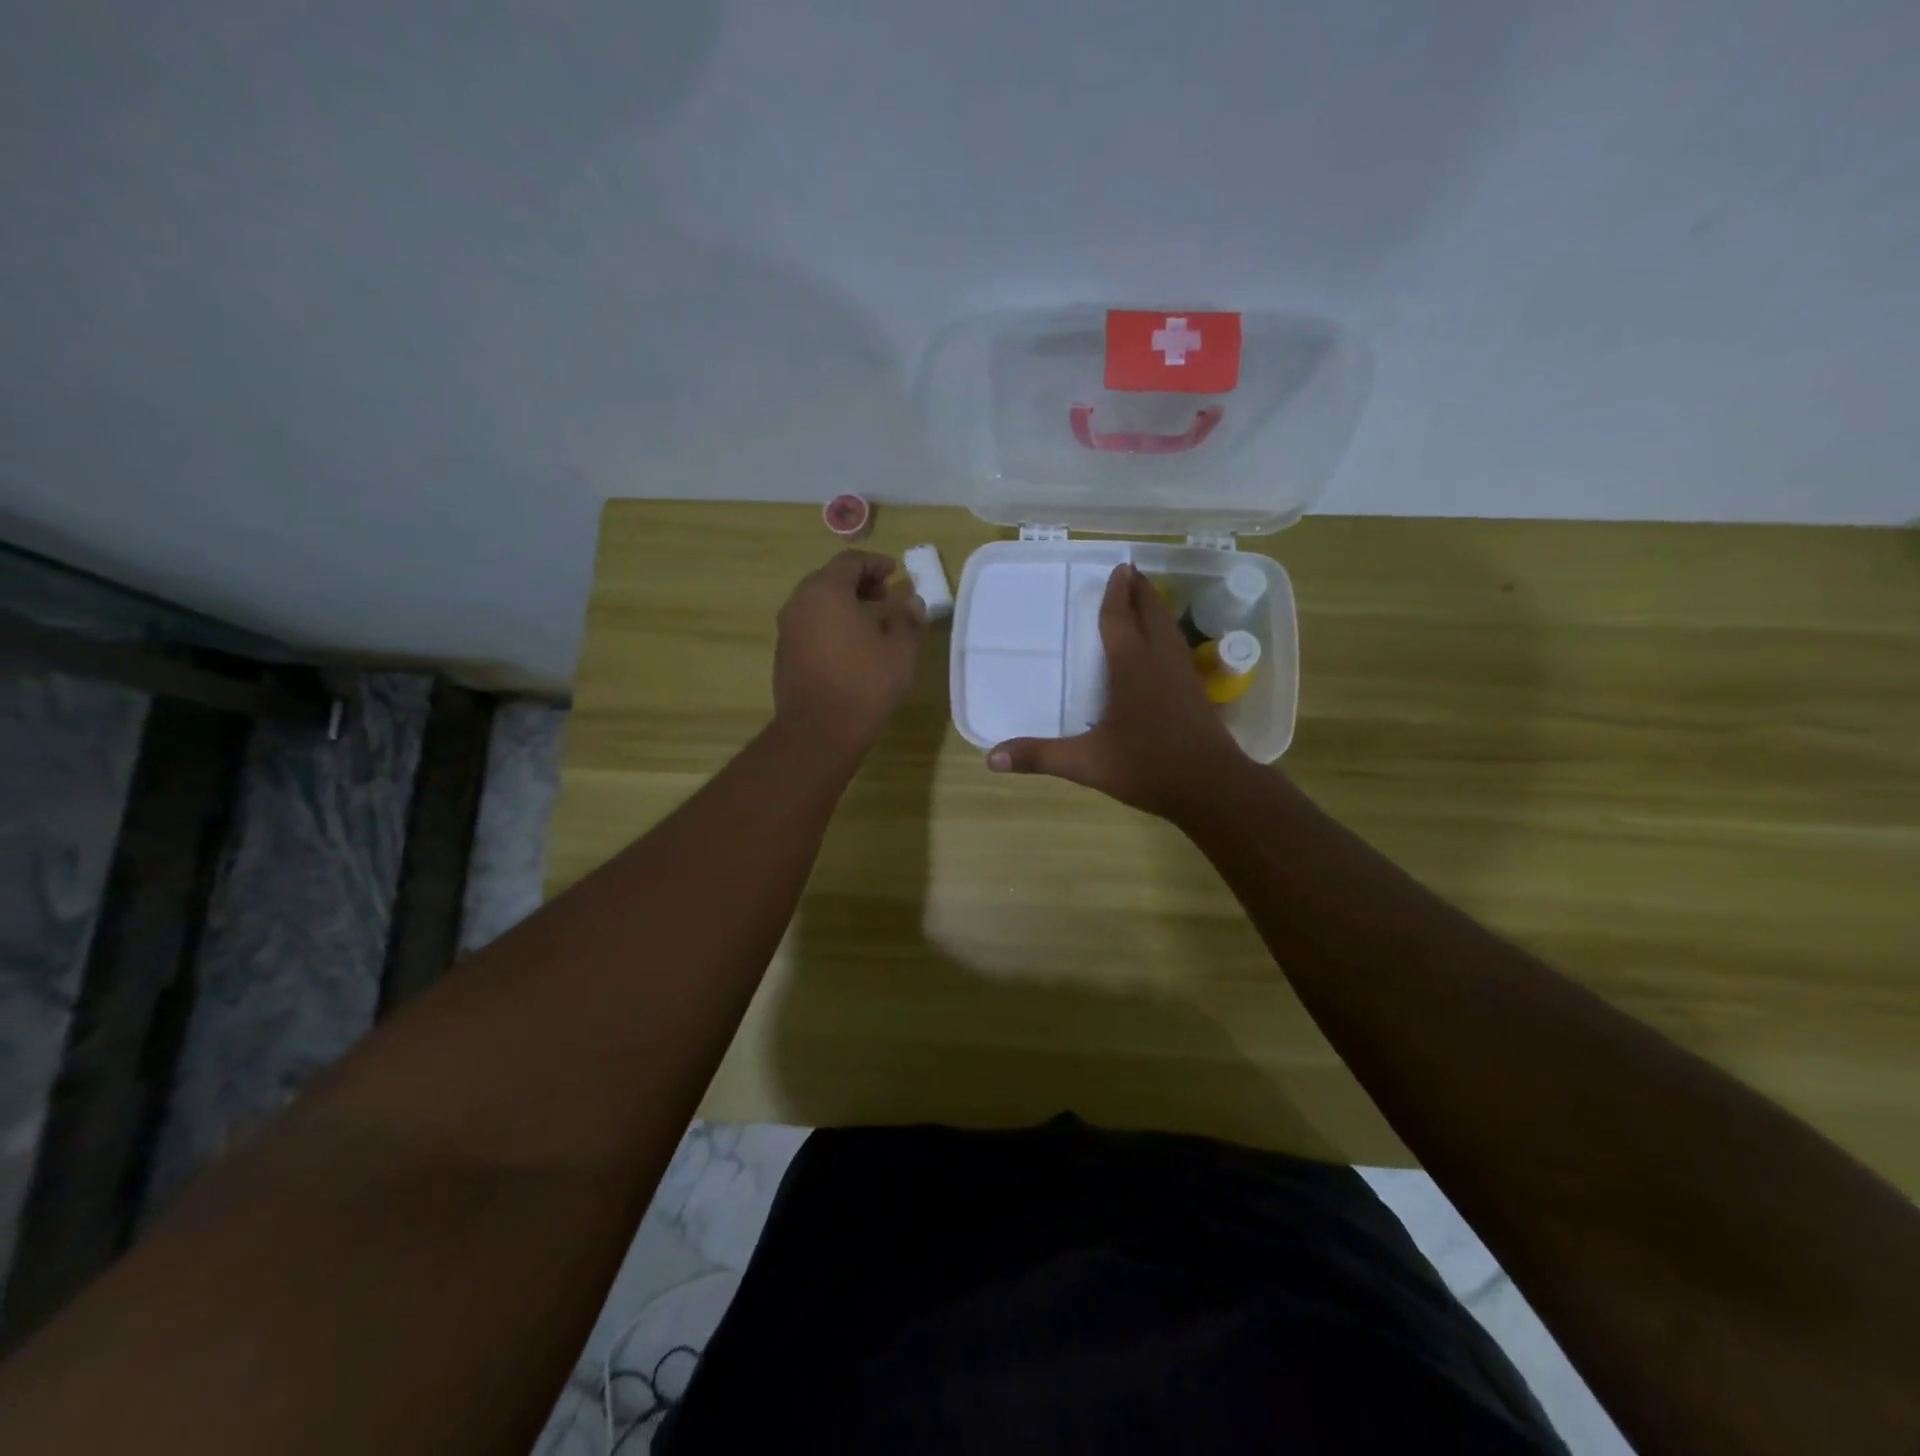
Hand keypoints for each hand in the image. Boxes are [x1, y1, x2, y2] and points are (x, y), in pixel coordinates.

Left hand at [773, 550, 924, 758]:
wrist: (819, 730)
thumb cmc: (864, 683)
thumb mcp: (900, 650)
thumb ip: (907, 619)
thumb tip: (912, 602)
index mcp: (826, 591)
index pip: (850, 561)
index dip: (875, 563)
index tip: (895, 573)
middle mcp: (800, 602)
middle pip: (830, 579)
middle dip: (859, 582)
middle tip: (885, 595)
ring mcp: (787, 629)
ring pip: (817, 602)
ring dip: (844, 604)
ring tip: (871, 621)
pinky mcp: (784, 653)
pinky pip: (810, 625)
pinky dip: (830, 623)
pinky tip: (851, 645)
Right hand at [987, 562, 1249, 820]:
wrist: (1212, 787)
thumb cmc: (1147, 767)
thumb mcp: (1087, 763)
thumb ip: (1040, 756)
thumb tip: (991, 758)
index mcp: (1131, 667)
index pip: (1120, 619)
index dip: (1116, 594)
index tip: (1118, 568)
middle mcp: (1159, 661)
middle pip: (1151, 613)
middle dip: (1140, 590)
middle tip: (1130, 571)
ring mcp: (1182, 674)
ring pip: (1169, 628)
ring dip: (1156, 607)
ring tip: (1146, 596)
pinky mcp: (1196, 691)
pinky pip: (1177, 646)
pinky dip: (1167, 631)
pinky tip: (1163, 644)